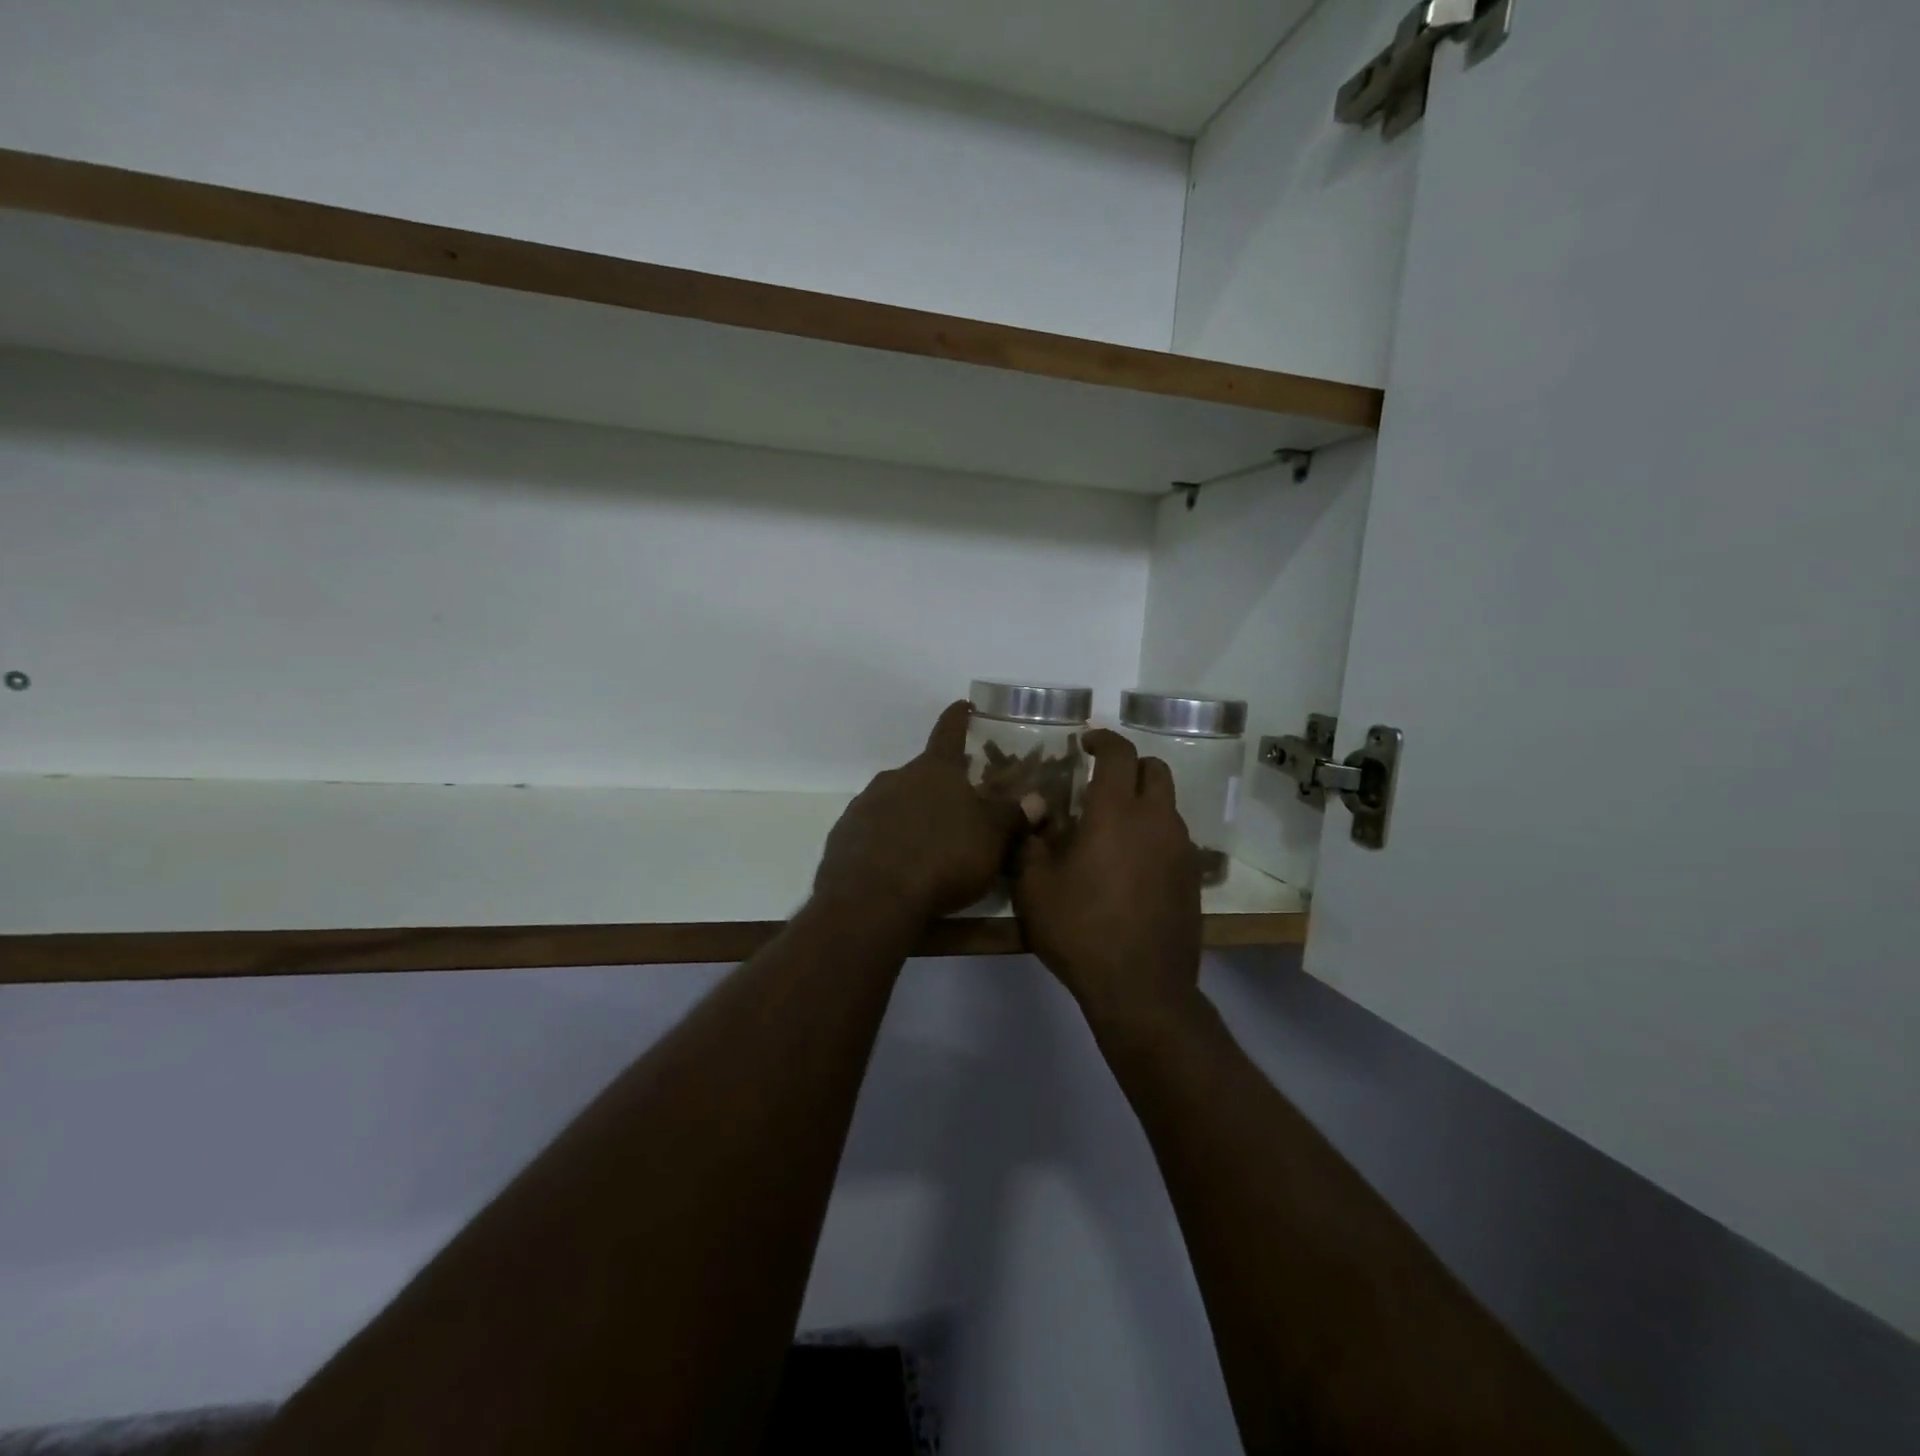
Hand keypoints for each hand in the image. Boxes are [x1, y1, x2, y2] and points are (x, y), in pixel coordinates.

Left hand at [815, 702, 1038, 924]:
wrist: (872, 900)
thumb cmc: (942, 860)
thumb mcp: (991, 840)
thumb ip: (1012, 816)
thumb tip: (1037, 799)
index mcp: (935, 770)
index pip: (949, 732)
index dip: (959, 718)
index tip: (963, 705)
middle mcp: (897, 776)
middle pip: (923, 773)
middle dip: (940, 785)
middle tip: (958, 806)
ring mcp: (865, 804)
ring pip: (895, 800)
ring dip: (911, 814)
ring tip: (927, 844)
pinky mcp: (844, 834)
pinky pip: (872, 829)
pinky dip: (886, 839)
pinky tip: (895, 865)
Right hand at [1013, 729, 1203, 1038]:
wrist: (1142, 988)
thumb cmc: (1080, 930)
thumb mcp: (1035, 887)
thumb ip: (1032, 841)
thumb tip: (1035, 810)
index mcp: (1116, 812)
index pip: (1118, 754)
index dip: (1102, 739)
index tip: (1085, 743)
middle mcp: (1156, 820)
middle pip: (1155, 770)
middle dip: (1130, 765)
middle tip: (1102, 781)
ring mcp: (1181, 849)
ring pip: (1168, 805)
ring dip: (1144, 802)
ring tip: (1113, 827)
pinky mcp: (1194, 877)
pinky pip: (1175, 838)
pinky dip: (1155, 834)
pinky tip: (1132, 863)